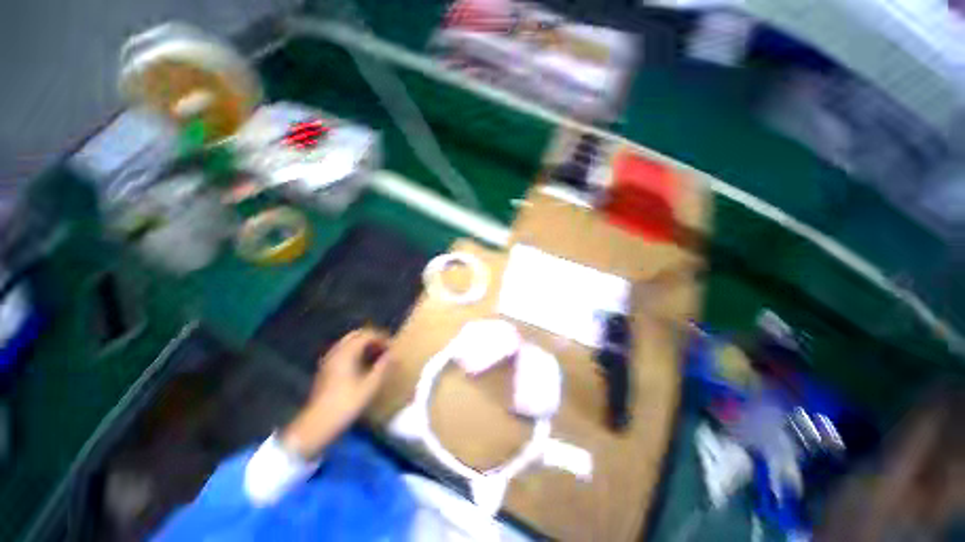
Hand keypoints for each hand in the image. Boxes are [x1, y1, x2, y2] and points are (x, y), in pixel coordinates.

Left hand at [281, 329, 392, 458]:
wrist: (316, 425)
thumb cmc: (345, 404)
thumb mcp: (369, 386)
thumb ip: (382, 367)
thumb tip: (393, 355)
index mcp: (347, 353)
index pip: (367, 335)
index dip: (382, 338)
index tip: (392, 347)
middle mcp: (336, 352)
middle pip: (356, 335)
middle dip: (372, 338)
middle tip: (385, 347)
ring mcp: (329, 360)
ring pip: (349, 342)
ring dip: (364, 344)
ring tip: (376, 355)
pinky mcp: (325, 369)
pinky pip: (343, 351)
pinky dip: (355, 352)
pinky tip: (362, 364)